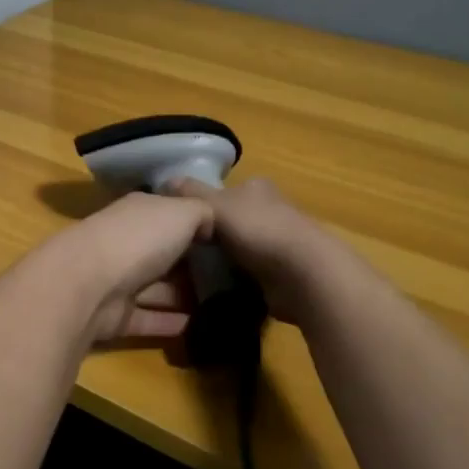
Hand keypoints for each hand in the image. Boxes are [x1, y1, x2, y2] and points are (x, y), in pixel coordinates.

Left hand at [36, 191, 214, 343]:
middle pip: (164, 252)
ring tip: (225, 306)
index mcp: (139, 212)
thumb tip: (210, 225)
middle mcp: (127, 242)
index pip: (169, 213)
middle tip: (233, 277)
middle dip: (192, 264)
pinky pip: (151, 318)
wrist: (89, 284)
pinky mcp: (117, 316)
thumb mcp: (182, 212)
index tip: (226, 237)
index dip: (195, 223)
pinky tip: (204, 329)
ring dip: (185, 296)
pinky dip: (173, 323)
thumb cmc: (139, 238)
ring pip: (159, 288)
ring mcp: (119, 280)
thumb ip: (202, 213)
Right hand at [163, 175, 334, 321]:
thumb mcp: (216, 206)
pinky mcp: (281, 273)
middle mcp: (269, 210)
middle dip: (210, 235)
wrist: (305, 275)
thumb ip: (190, 194)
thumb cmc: (259, 230)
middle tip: (181, 252)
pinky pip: (248, 274)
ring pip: (238, 249)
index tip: (180, 223)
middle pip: (230, 221)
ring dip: (221, 261)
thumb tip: (164, 180)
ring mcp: (278, 243)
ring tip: (191, 274)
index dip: (201, 204)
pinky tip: (215, 289)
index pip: (223, 191)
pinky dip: (234, 281)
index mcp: (256, 187)